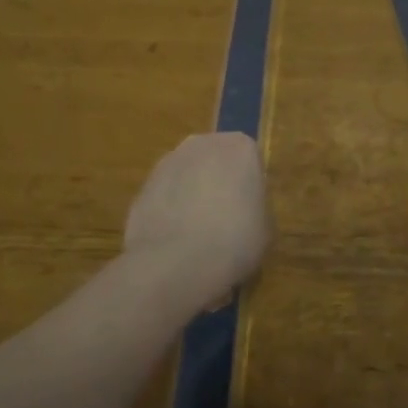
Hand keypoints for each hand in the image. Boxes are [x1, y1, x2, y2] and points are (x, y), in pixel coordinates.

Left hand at [123, 133, 270, 303]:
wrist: (176, 263)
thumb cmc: (235, 240)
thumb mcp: (266, 228)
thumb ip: (256, 208)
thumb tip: (244, 211)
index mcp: (240, 147)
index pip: (250, 160)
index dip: (249, 188)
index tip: (248, 213)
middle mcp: (203, 144)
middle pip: (215, 162)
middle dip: (217, 186)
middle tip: (224, 223)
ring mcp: (167, 163)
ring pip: (186, 178)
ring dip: (190, 198)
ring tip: (195, 240)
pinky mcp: (141, 188)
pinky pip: (164, 198)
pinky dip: (168, 215)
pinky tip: (174, 245)